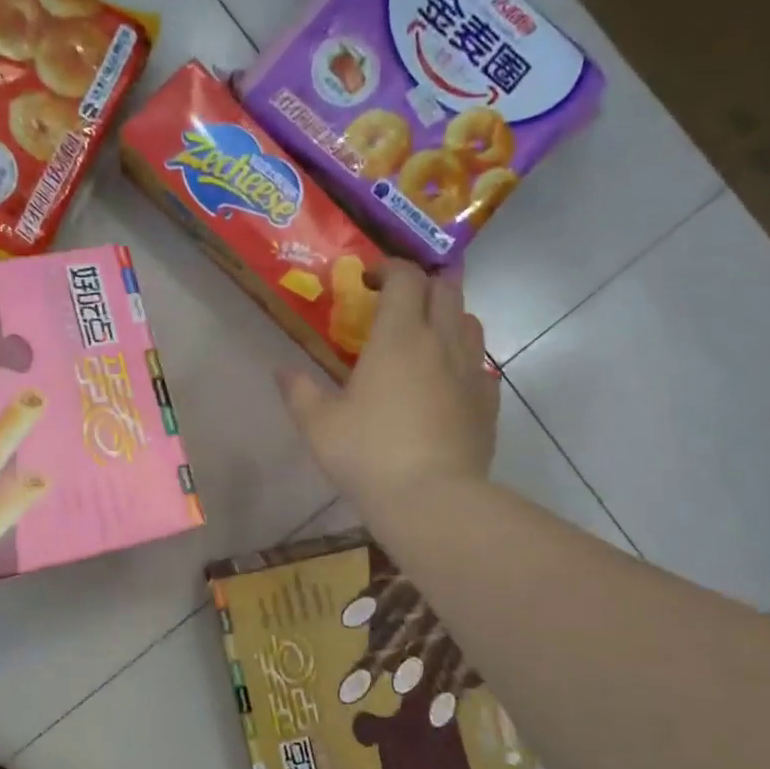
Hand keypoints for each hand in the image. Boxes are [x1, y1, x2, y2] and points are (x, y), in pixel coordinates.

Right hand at [279, 261, 499, 510]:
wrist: (432, 499)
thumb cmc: (369, 454)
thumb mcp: (319, 424)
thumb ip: (299, 391)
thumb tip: (281, 370)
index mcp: (399, 336)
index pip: (406, 277)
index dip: (389, 268)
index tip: (368, 281)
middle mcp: (441, 341)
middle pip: (446, 289)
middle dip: (422, 284)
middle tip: (397, 301)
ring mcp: (472, 371)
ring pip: (470, 321)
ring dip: (448, 316)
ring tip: (424, 336)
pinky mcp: (488, 402)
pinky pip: (480, 364)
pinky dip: (463, 359)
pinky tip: (446, 382)